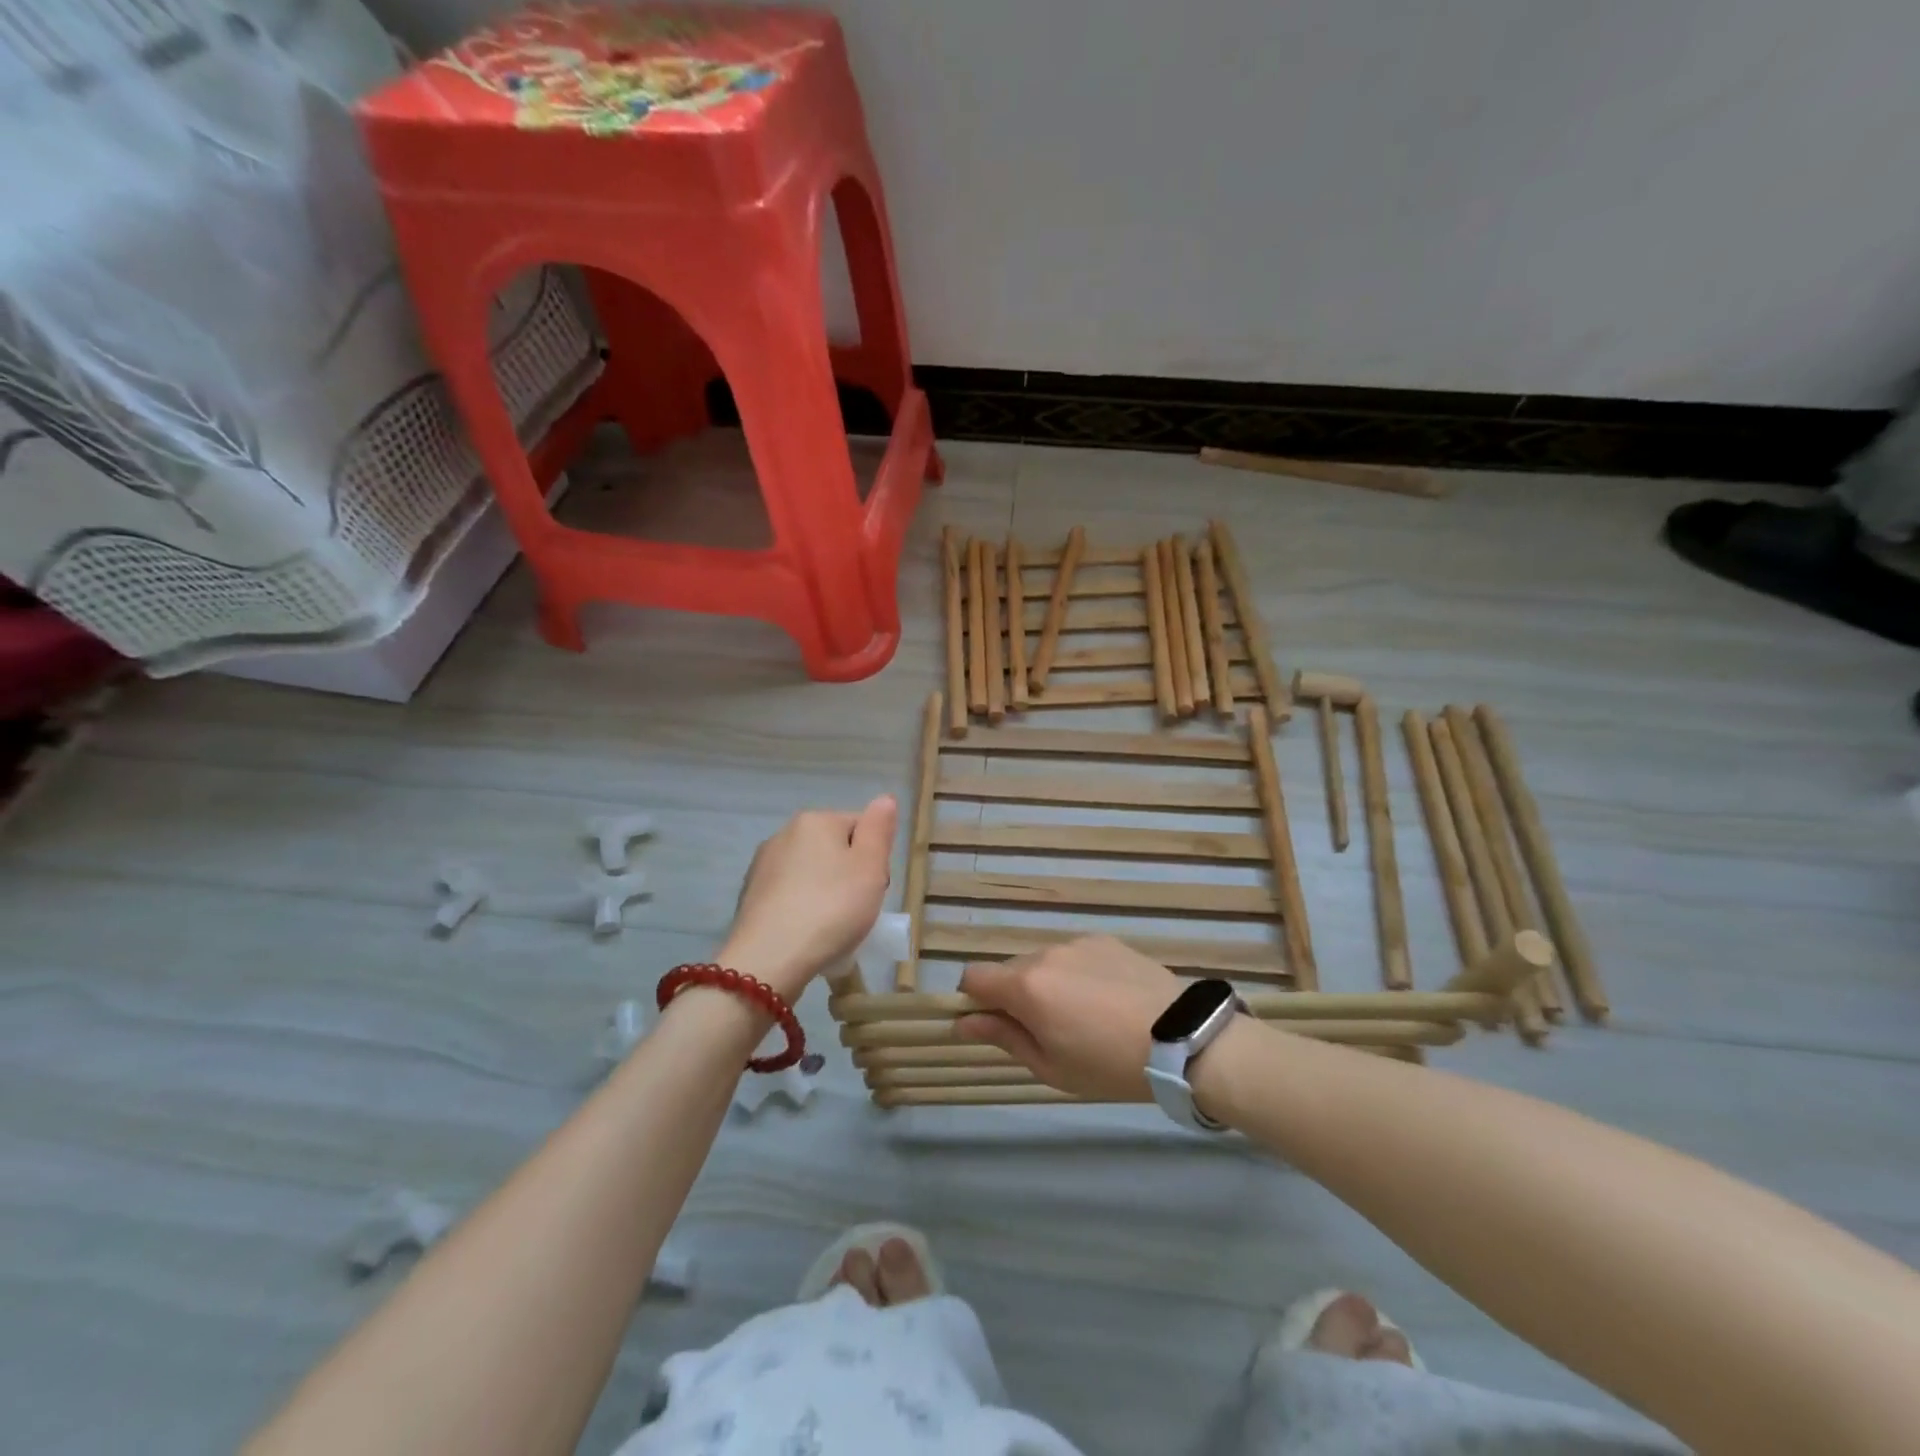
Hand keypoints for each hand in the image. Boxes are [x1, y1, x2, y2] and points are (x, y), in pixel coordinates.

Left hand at [722, 796, 896, 1000]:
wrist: (769, 958)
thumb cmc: (831, 908)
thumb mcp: (870, 867)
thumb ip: (879, 829)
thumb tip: (884, 799)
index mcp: (815, 821)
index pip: (860, 827)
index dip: (874, 858)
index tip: (874, 887)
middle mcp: (784, 834)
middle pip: (834, 849)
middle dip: (849, 875)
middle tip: (857, 909)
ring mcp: (762, 865)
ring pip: (811, 873)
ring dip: (825, 893)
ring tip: (832, 928)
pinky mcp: (750, 896)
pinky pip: (790, 895)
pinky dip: (802, 909)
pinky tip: (807, 934)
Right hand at [956, 936, 1182, 1100]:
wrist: (1181, 1038)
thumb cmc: (1108, 1064)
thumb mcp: (1050, 1066)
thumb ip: (1003, 1037)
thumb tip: (963, 1022)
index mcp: (1026, 986)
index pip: (973, 977)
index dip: (974, 1000)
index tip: (992, 1024)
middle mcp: (1045, 954)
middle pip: (1010, 970)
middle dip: (1014, 996)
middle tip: (1046, 1030)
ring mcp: (1077, 943)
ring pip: (1043, 962)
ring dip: (1047, 984)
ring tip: (1083, 1016)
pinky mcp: (1104, 940)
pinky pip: (1074, 955)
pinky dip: (1076, 973)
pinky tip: (1105, 999)